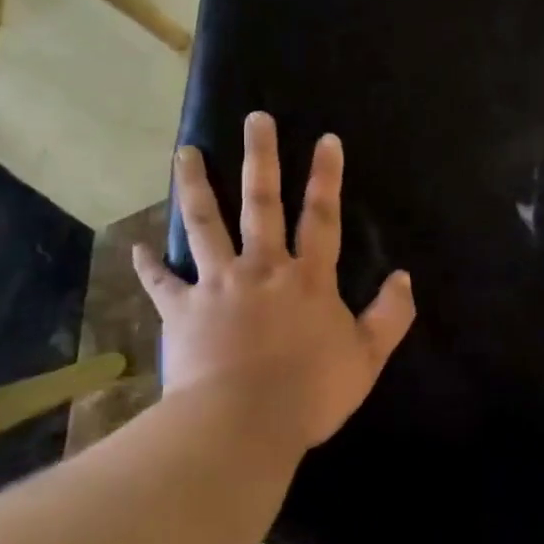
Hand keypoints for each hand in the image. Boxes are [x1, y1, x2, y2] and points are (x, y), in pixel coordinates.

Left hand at [132, 112, 415, 450]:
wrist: (242, 424)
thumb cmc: (311, 392)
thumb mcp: (366, 357)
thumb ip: (390, 316)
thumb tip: (405, 278)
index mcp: (308, 278)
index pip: (322, 217)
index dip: (326, 177)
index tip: (326, 139)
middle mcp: (262, 269)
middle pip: (261, 203)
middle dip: (260, 158)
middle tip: (254, 119)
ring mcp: (217, 286)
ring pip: (205, 225)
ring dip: (196, 186)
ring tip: (186, 151)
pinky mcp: (182, 312)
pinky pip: (162, 284)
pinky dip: (150, 267)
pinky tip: (138, 247)